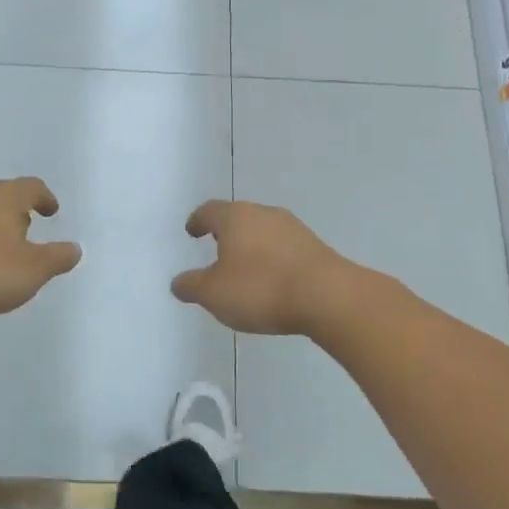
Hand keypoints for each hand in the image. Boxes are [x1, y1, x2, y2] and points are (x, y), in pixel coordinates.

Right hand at [171, 200, 354, 335]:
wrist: (329, 297)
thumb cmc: (261, 289)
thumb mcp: (213, 294)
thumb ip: (191, 286)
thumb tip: (178, 282)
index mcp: (236, 217)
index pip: (209, 211)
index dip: (197, 221)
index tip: (192, 231)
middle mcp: (264, 214)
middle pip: (238, 217)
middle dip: (225, 231)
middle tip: (216, 247)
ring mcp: (294, 229)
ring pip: (263, 231)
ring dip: (251, 245)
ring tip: (243, 268)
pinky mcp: (315, 247)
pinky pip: (284, 248)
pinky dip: (272, 258)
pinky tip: (272, 280)